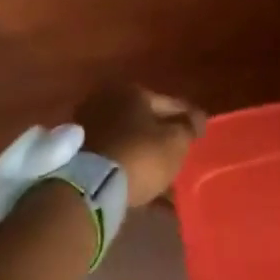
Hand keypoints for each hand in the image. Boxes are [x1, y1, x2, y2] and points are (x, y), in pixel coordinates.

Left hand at [75, 85, 205, 207]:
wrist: (91, 186)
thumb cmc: (141, 155)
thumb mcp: (176, 141)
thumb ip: (188, 127)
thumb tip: (196, 118)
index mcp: (131, 91)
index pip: (170, 103)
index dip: (189, 118)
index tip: (201, 132)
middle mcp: (106, 101)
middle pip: (145, 121)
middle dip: (163, 137)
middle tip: (180, 154)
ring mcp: (89, 127)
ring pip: (129, 141)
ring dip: (146, 155)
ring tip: (165, 177)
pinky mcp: (79, 153)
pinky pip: (115, 158)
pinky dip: (130, 168)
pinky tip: (146, 187)